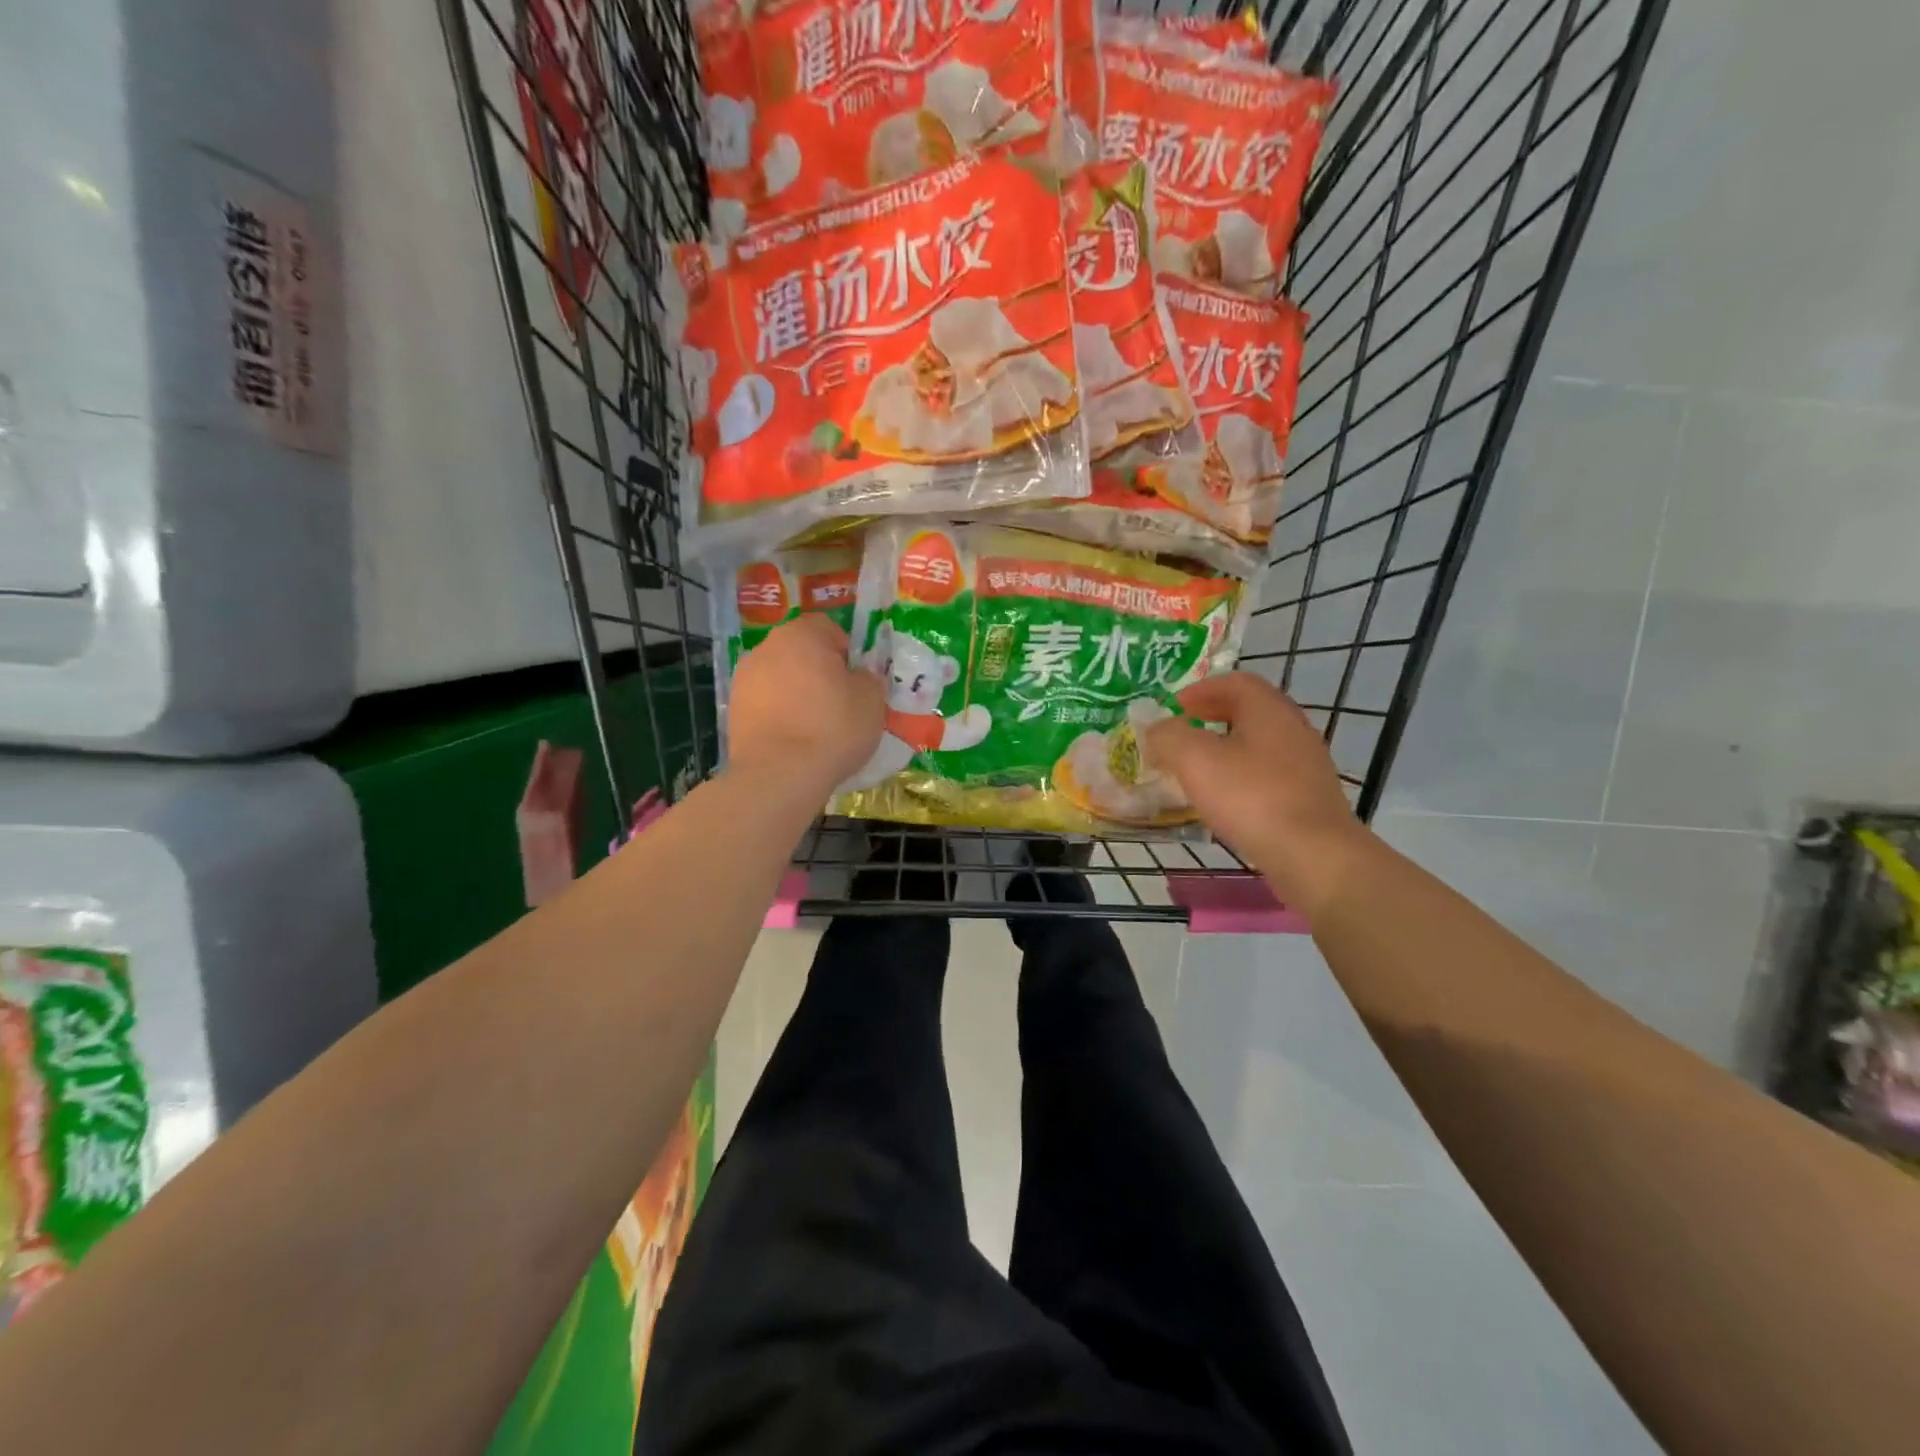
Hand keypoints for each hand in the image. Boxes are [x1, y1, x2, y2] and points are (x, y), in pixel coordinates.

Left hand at [728, 614, 884, 790]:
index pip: (828, 627)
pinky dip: (778, 713)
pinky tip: (792, 739)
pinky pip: (765, 703)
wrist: (779, 774)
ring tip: (813, 725)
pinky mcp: (733, 709)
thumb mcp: (872, 700)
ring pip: (780, 677)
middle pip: (800, 651)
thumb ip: (868, 679)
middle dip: (818, 670)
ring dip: (796, 692)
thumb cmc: (832, 728)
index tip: (854, 680)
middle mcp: (768, 647)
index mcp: (802, 635)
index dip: (845, 651)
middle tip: (837, 702)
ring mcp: (744, 678)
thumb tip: (859, 677)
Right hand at [1145, 674, 1370, 917]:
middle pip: (1250, 711)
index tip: (1175, 706)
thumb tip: (1156, 730)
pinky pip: (1269, 775)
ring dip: (1226, 749)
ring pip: (1259, 745)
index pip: (1235, 682)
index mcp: (1269, 710)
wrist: (1313, 855)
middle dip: (1212, 718)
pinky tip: (1225, 800)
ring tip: (1197, 768)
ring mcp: (1307, 765)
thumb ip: (1168, 737)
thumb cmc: (1251, 797)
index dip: (1201, 689)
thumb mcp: (1194, 759)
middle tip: (1182, 732)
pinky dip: (1242, 776)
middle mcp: (1293, 729)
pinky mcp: (1309, 798)